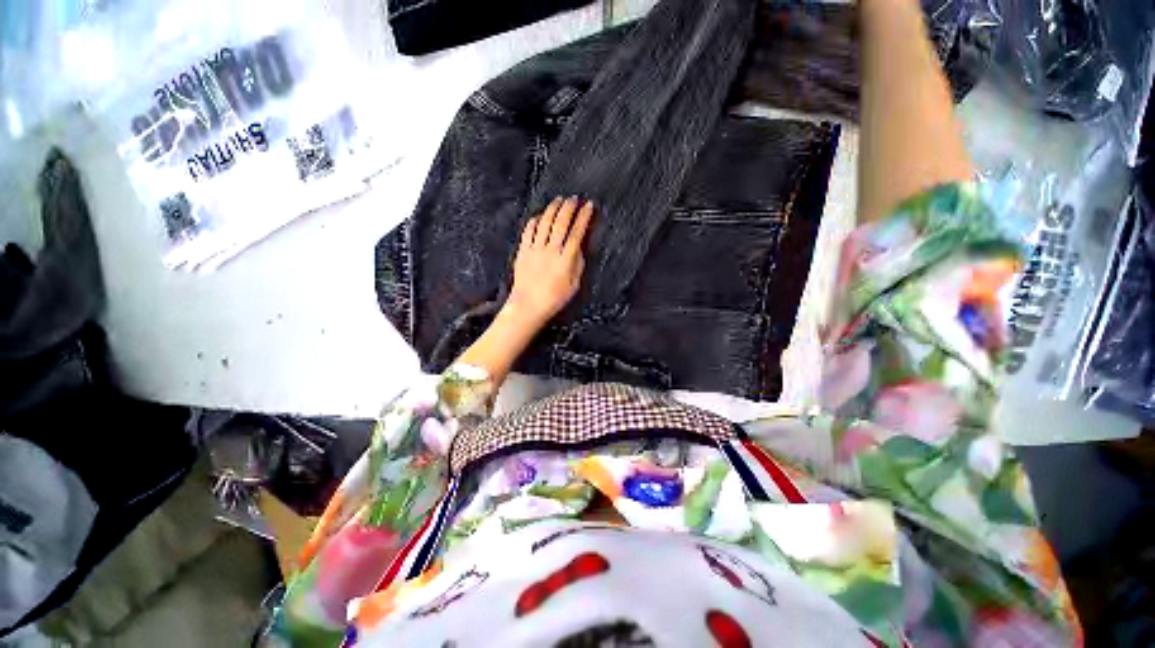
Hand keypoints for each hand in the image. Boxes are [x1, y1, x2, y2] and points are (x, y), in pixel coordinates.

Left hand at [506, 196, 593, 327]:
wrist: (528, 305)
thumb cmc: (553, 299)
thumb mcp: (573, 285)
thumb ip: (577, 265)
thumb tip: (579, 249)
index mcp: (565, 259)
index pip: (577, 232)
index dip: (583, 217)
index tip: (589, 206)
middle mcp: (550, 250)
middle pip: (561, 223)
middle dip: (569, 207)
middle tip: (574, 198)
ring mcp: (535, 249)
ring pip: (545, 223)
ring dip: (552, 209)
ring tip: (558, 200)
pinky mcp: (523, 251)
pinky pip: (529, 231)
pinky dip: (535, 220)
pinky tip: (539, 215)